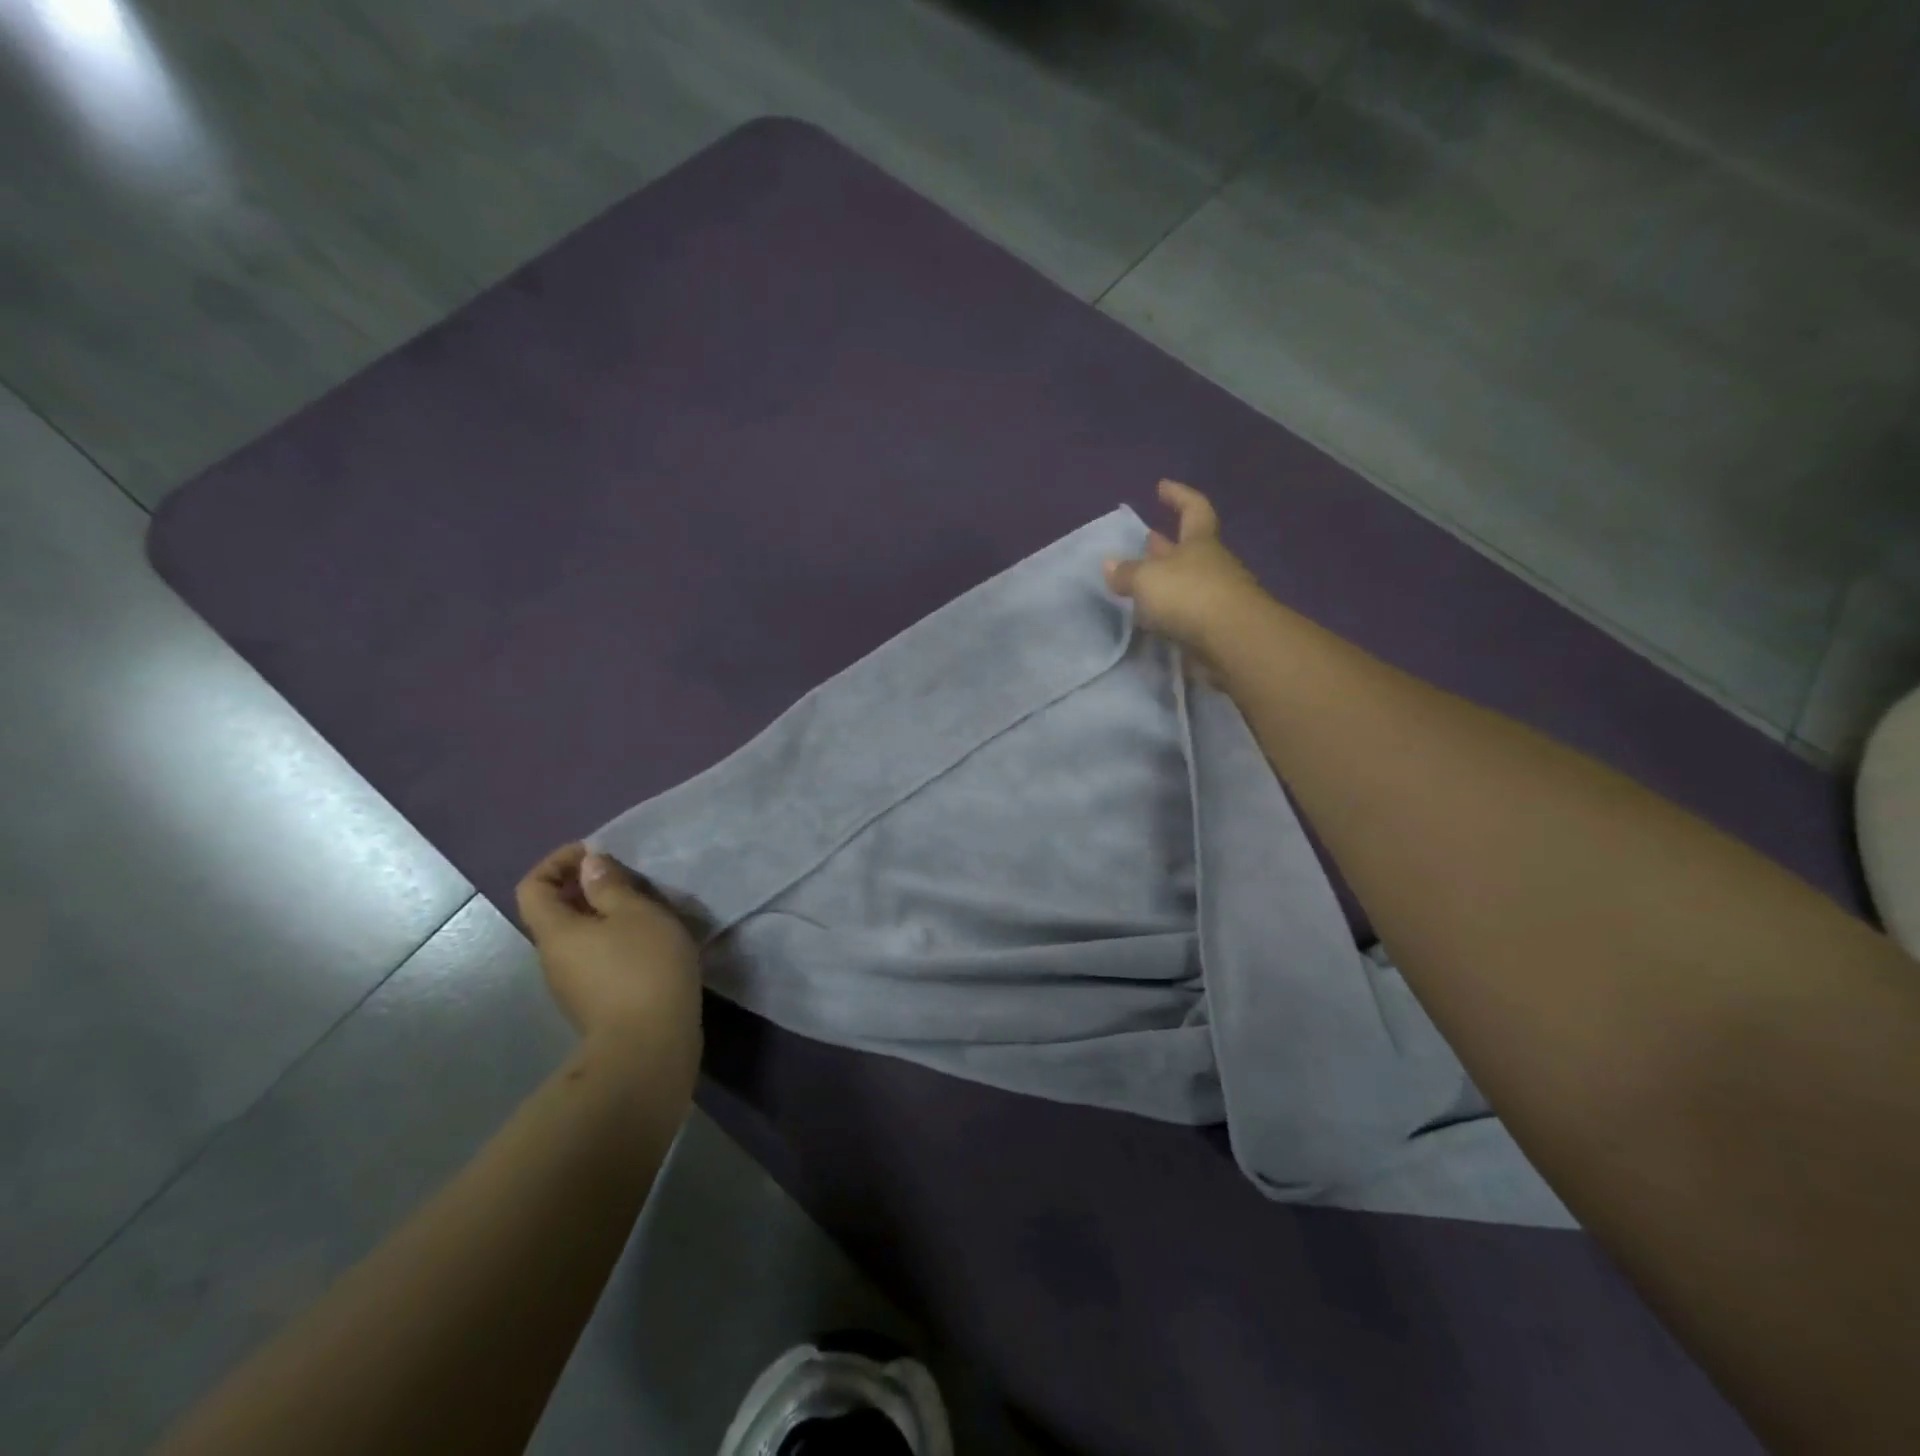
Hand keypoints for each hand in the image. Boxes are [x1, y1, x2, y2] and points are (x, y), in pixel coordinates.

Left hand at [515, 844, 702, 1089]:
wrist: (649, 1047)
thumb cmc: (644, 968)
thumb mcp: (637, 913)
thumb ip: (610, 885)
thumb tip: (588, 864)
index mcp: (555, 931)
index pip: (532, 886)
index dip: (557, 862)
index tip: (596, 854)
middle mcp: (552, 958)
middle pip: (555, 912)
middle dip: (585, 888)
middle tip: (628, 880)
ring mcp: (571, 986)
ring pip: (578, 937)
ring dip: (603, 916)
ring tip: (645, 911)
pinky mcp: (594, 1004)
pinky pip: (595, 959)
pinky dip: (614, 942)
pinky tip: (649, 946)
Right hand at [1104, 480, 1261, 662]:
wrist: (1232, 641)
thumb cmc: (1189, 595)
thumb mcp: (1147, 579)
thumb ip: (1126, 573)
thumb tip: (1110, 564)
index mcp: (1200, 542)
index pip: (1193, 508)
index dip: (1179, 495)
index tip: (1162, 487)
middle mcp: (1211, 564)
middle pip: (1188, 548)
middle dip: (1165, 543)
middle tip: (1146, 539)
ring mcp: (1217, 596)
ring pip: (1186, 581)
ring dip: (1166, 579)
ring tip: (1141, 582)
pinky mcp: (1214, 627)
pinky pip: (1187, 611)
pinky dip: (1170, 610)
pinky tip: (1152, 616)